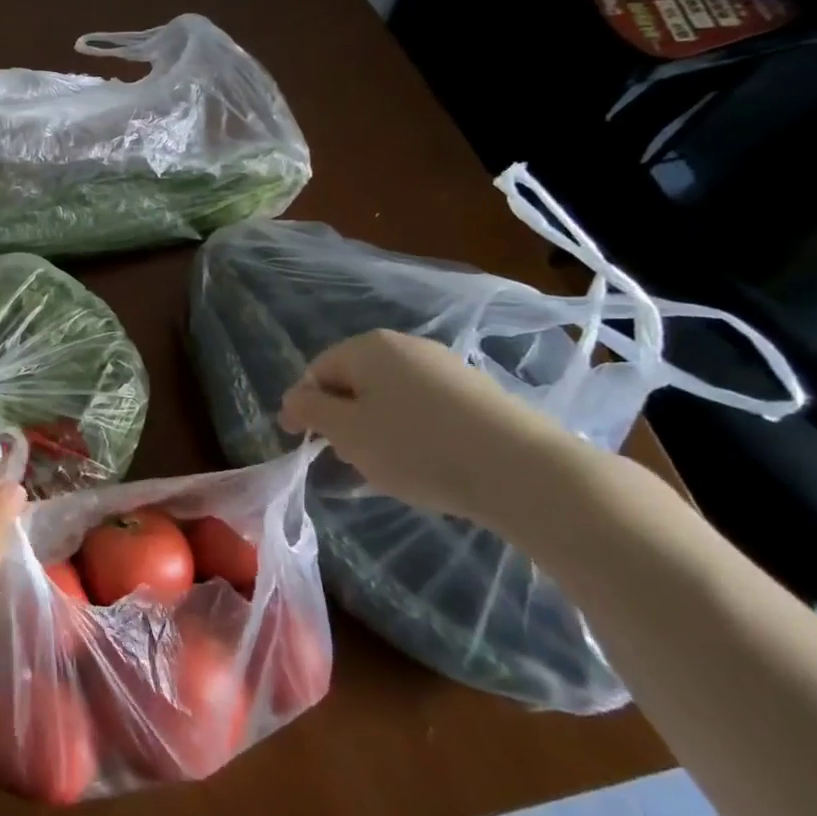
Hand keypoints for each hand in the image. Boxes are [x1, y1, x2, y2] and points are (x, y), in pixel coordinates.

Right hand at [276, 329, 589, 533]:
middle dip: (343, 417)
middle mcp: (406, 346)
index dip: (303, 406)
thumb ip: (311, 412)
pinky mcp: (477, 392)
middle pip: (355, 380)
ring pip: (390, 394)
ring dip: (377, 426)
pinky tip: (426, 461)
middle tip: (346, 457)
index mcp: (368, 347)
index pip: (318, 371)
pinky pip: (425, 407)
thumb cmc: (416, 447)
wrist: (522, 470)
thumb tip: (294, 398)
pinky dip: (412, 430)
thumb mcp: (347, 432)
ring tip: (387, 465)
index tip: (301, 442)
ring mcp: (446, 366)